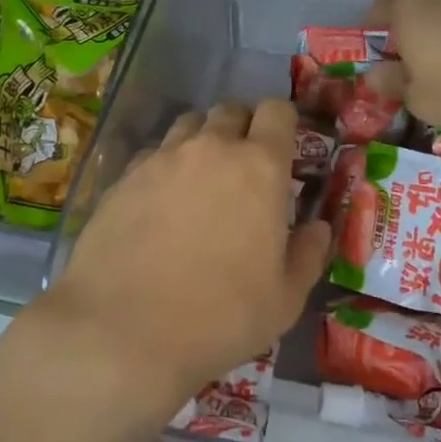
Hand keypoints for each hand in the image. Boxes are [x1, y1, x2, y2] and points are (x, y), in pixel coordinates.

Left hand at [37, 99, 329, 418]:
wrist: (122, 331)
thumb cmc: (220, 316)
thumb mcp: (285, 299)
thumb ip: (308, 254)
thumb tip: (318, 229)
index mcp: (260, 167)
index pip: (277, 111)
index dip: (283, 122)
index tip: (284, 148)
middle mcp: (210, 149)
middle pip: (230, 111)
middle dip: (242, 127)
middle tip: (244, 166)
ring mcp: (161, 159)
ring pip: (187, 125)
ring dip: (202, 141)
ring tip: (201, 179)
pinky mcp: (122, 178)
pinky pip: (152, 154)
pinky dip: (164, 165)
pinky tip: (160, 201)